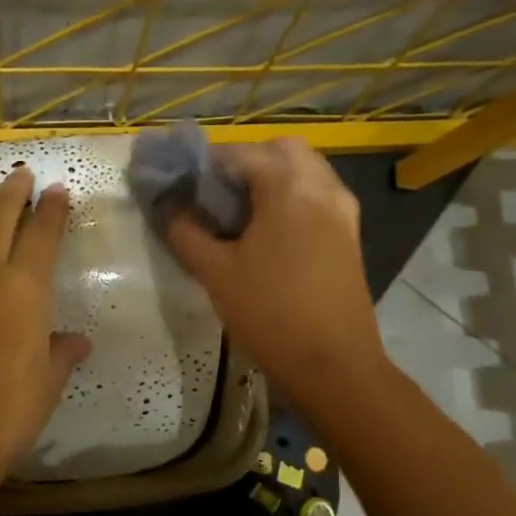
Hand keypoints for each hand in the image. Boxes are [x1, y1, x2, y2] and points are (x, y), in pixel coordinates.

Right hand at [164, 137, 383, 399]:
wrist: (333, 365)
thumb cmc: (270, 314)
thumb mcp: (215, 273)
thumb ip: (185, 231)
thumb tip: (166, 206)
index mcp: (287, 187)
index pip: (237, 152)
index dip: (202, 164)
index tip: (179, 185)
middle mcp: (321, 186)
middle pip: (278, 150)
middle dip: (242, 163)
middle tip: (214, 197)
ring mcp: (342, 210)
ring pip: (303, 170)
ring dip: (269, 179)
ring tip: (238, 216)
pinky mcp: (349, 234)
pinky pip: (317, 195)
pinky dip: (291, 198)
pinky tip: (267, 234)